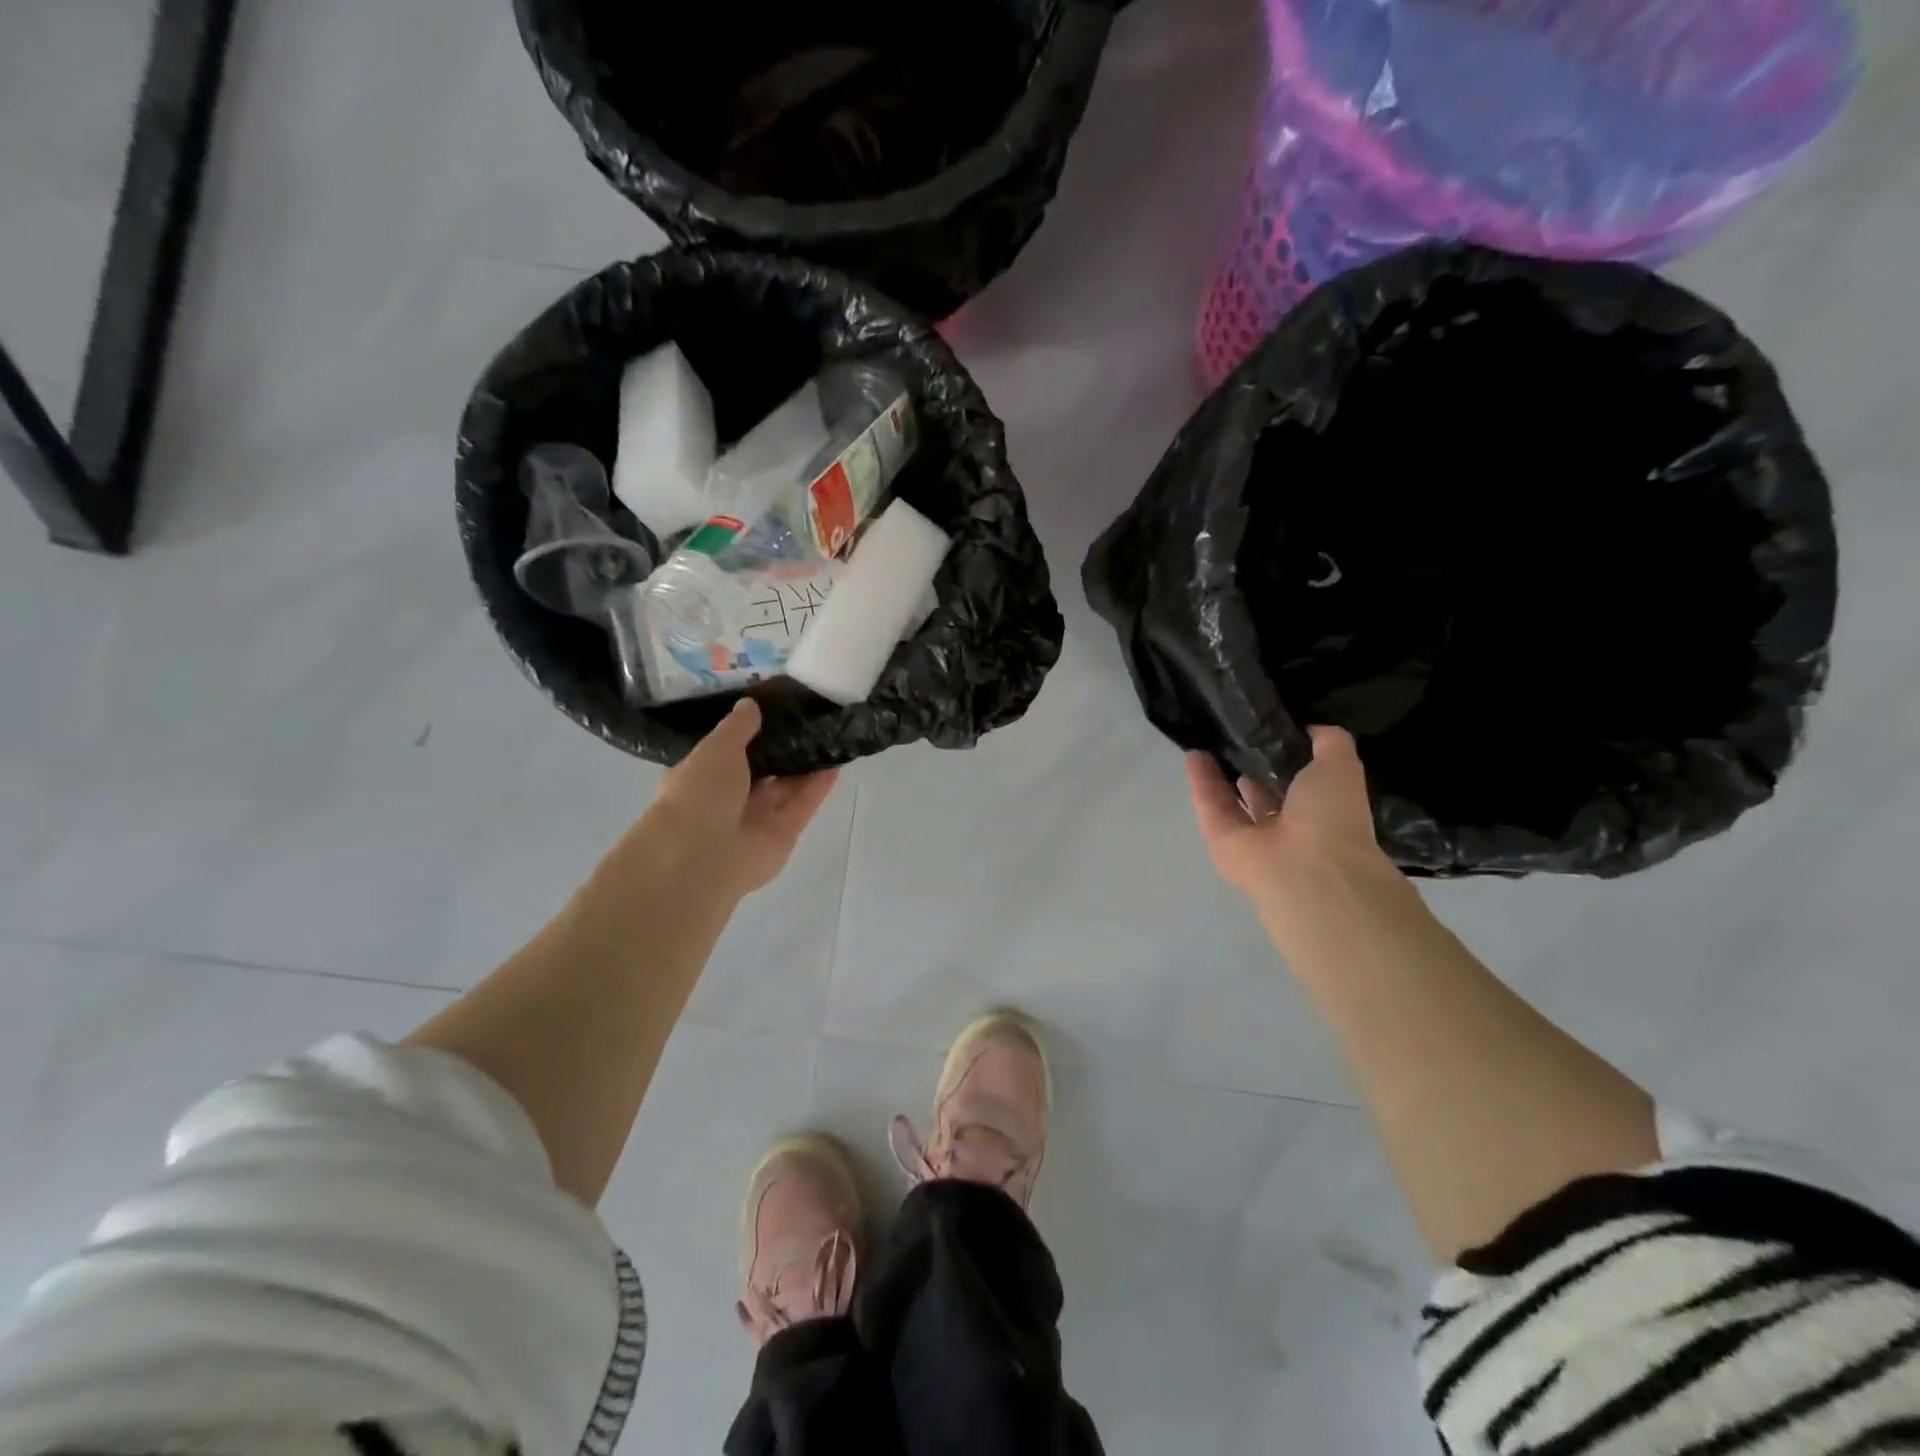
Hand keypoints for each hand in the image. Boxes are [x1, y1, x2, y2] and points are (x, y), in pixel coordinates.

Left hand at [636, 699, 839, 902]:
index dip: (751, 731)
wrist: (703, 856)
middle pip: (763, 769)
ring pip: (787, 786)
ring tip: (829, 734)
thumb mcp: (716, 747)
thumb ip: (738, 726)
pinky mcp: (784, 834)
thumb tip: (751, 703)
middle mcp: (729, 798)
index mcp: (703, 776)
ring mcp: (758, 818)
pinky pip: (804, 804)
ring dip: (806, 764)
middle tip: (810, 718)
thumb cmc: (700, 793)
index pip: (729, 750)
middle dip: (784, 747)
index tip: (775, 708)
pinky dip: (819, 786)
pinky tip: (836, 762)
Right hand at [1184, 728, 1392, 914]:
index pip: (1302, 783)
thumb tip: (1311, 729)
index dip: (1288, 758)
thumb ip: (1330, 742)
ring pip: (1232, 802)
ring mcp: (1252, 838)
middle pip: (1264, 795)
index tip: (1273, 731)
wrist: (1303, 867)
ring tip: (1207, 741)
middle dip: (1252, 769)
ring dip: (1219, 775)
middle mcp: (1288, 827)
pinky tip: (1192, 754)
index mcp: (1322, 811)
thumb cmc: (1330, 816)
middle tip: (1235, 736)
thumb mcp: (1341, 766)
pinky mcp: (1221, 841)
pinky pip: (1210, 807)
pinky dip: (1201, 782)